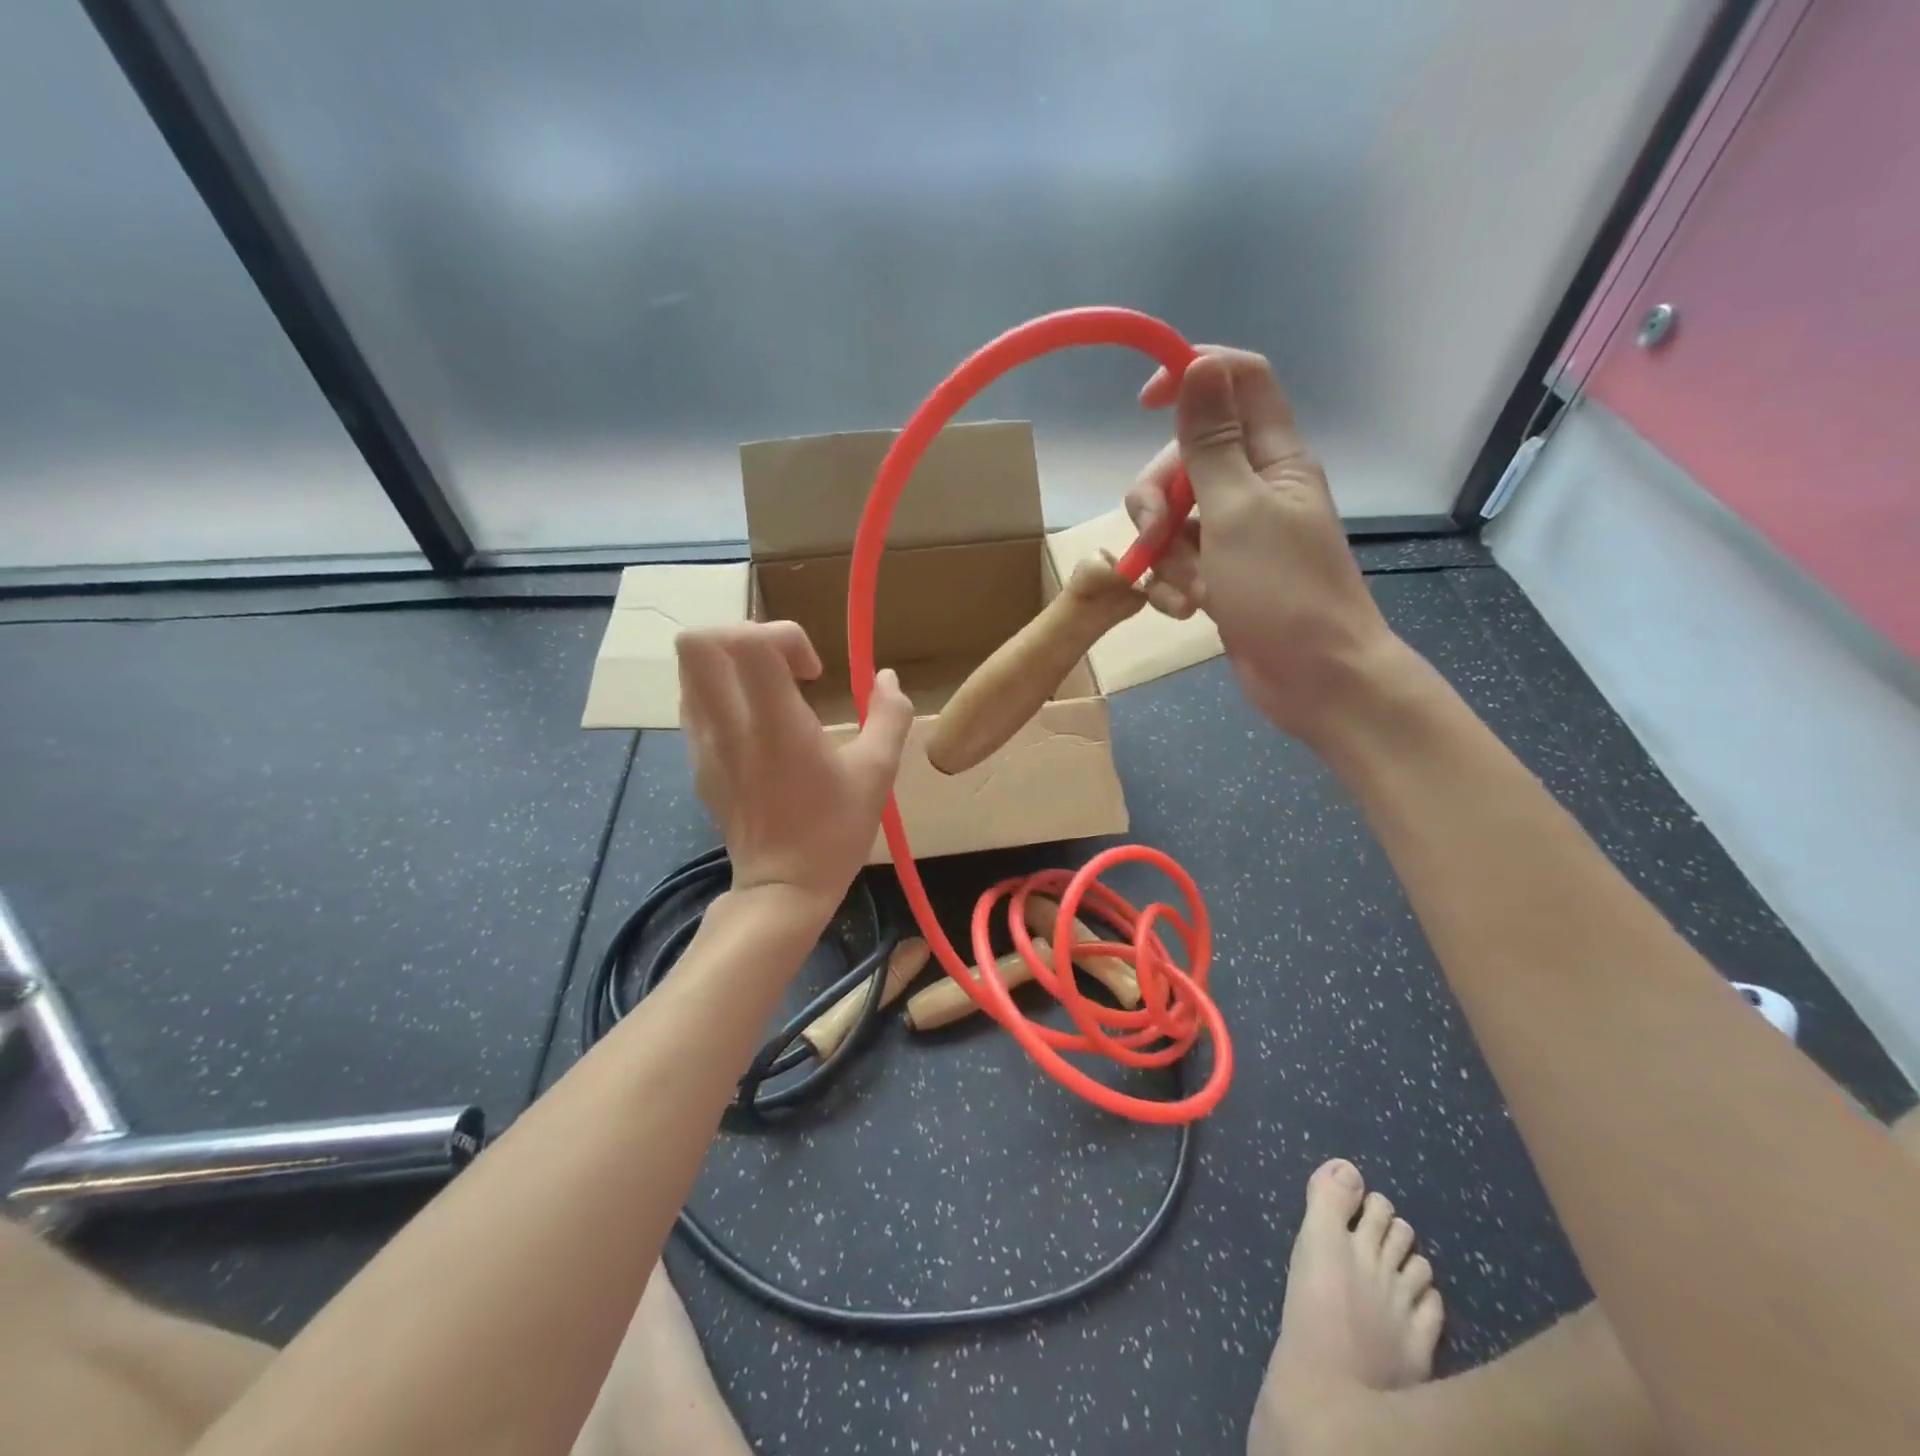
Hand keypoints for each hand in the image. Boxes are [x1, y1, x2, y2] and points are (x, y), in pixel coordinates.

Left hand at [677, 622, 913, 915]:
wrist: (782, 888)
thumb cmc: (834, 831)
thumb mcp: (877, 772)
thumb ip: (889, 715)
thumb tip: (888, 677)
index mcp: (774, 723)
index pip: (749, 641)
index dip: (784, 636)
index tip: (813, 672)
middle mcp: (727, 725)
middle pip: (698, 643)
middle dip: (743, 635)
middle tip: (781, 666)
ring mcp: (704, 744)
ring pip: (689, 670)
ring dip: (731, 663)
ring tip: (769, 691)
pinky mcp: (697, 762)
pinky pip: (694, 703)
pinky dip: (721, 692)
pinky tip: (755, 724)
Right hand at [1126, 348, 1408, 742]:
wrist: (1315, 679)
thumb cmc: (1283, 592)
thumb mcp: (1237, 512)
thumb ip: (1211, 443)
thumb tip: (1199, 364)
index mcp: (1273, 458)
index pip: (1237, 381)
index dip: (1192, 376)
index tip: (1143, 404)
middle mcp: (1254, 489)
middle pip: (1185, 459)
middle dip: (1157, 496)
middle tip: (1155, 533)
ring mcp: (1235, 537)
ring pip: (1173, 518)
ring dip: (1164, 555)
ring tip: (1187, 591)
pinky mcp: (1220, 577)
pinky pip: (1178, 563)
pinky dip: (1172, 586)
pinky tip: (1187, 611)